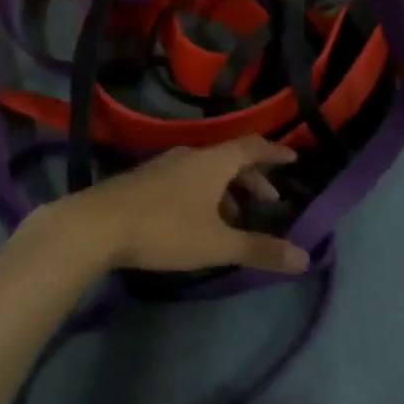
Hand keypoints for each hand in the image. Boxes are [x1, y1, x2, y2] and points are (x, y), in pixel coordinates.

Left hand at [36, 138, 309, 276]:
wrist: (98, 224)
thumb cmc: (165, 229)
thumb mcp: (216, 243)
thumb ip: (259, 249)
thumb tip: (304, 256)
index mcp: (213, 161)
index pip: (252, 147)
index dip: (274, 152)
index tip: (293, 157)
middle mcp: (190, 154)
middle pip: (229, 157)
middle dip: (252, 177)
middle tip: (270, 199)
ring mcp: (164, 164)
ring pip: (206, 169)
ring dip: (227, 188)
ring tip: (235, 217)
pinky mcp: (145, 179)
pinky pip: (187, 177)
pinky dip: (204, 191)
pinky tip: (198, 218)